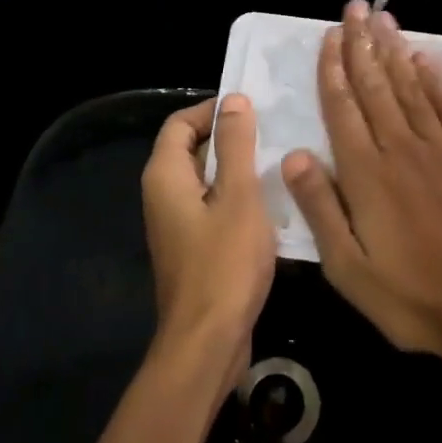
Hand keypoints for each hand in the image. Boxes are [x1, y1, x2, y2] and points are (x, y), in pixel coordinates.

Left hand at [141, 95, 276, 390]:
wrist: (208, 342)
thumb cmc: (224, 263)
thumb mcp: (238, 196)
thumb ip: (235, 145)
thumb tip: (233, 100)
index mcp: (165, 175)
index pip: (181, 122)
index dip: (214, 110)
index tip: (254, 110)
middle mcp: (163, 195)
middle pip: (192, 149)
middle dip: (230, 138)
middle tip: (274, 133)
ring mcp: (176, 224)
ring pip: (206, 180)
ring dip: (238, 169)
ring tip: (279, 163)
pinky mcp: (192, 247)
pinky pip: (212, 207)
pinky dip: (236, 198)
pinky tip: (271, 204)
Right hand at [283, 2, 441, 382]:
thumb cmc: (415, 298)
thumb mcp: (349, 269)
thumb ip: (320, 208)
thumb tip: (294, 155)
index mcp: (366, 175)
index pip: (343, 109)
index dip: (333, 70)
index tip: (329, 36)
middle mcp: (401, 149)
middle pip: (376, 87)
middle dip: (361, 45)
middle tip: (354, 9)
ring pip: (411, 87)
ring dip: (394, 51)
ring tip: (382, 20)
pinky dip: (434, 79)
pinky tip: (423, 59)